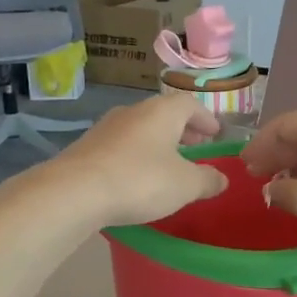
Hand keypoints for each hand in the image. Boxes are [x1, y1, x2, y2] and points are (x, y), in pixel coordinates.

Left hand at [47, 94, 228, 226]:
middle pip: (163, 114)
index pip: (190, 104)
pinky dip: (136, 156)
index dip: (205, 118)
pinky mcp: (86, 148)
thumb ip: (207, 180)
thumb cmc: (140, 181)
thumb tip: (221, 179)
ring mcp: (105, 128)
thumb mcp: (185, 185)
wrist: (74, 192)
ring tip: (168, 164)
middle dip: (182, 130)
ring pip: (140, 129)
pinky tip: (137, 177)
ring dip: (158, 143)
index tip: (215, 133)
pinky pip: (121, 146)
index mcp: (161, 112)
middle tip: (195, 147)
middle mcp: (133, 112)